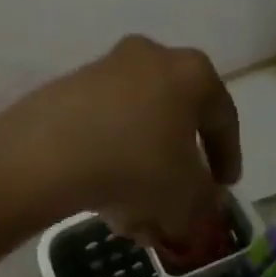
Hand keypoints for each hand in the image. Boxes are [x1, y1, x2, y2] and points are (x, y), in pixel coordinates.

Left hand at [0, 36, 241, 256]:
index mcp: (192, 72)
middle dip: (174, 169)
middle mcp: (150, 58)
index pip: (222, 117)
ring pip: (134, 128)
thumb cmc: (137, 165)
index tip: (223, 186)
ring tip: (135, 218)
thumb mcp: (186, 195)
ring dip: (139, 171)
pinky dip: (108, 161)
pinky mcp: (67, 88)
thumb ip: (205, 200)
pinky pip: (101, 128)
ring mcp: (104, 69)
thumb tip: (203, 201)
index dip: (227, 156)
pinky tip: (103, 201)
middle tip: (176, 204)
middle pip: (172, 121)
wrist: (48, 152)